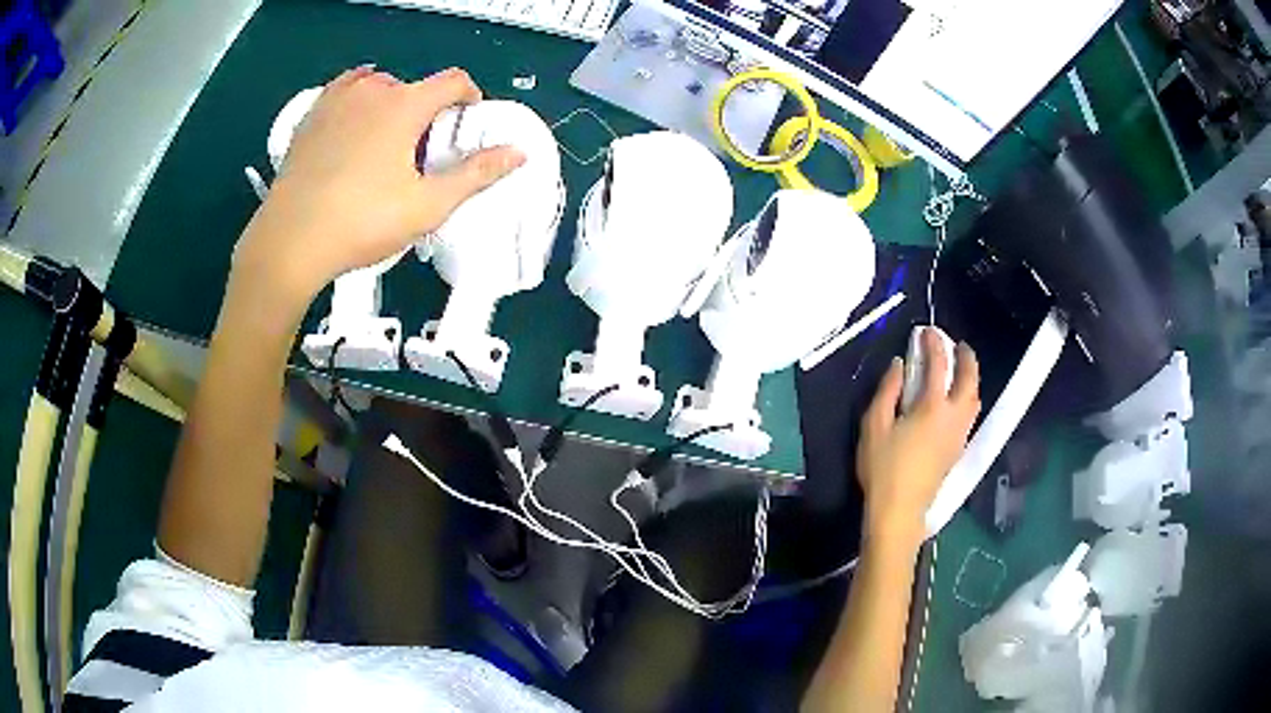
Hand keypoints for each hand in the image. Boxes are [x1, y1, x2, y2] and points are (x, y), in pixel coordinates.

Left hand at [232, 66, 525, 308]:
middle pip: (415, 87)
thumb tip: (517, 153)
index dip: (469, 98)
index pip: (453, 81)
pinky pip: (343, 93)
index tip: (465, 125)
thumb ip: (476, 174)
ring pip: (378, 88)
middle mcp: (371, 91)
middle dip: (426, 113)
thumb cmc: (361, 223)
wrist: (289, 242)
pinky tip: (353, 127)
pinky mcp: (310, 117)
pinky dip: (357, 102)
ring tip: (385, 145)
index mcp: (404, 105)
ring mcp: (336, 100)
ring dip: (392, 107)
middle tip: (420, 155)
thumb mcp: (427, 206)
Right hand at [856, 328, 980, 551]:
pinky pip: (970, 415)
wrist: (899, 511)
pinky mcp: (957, 450)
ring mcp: (959, 435)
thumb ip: (888, 391)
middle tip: (959, 344)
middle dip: (966, 358)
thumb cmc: (882, 469)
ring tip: (962, 369)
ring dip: (971, 378)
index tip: (927, 331)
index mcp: (932, 407)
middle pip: (969, 380)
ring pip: (974, 399)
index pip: (939, 365)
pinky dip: (969, 397)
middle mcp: (953, 417)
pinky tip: (958, 401)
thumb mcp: (874, 426)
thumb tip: (901, 365)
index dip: (934, 344)